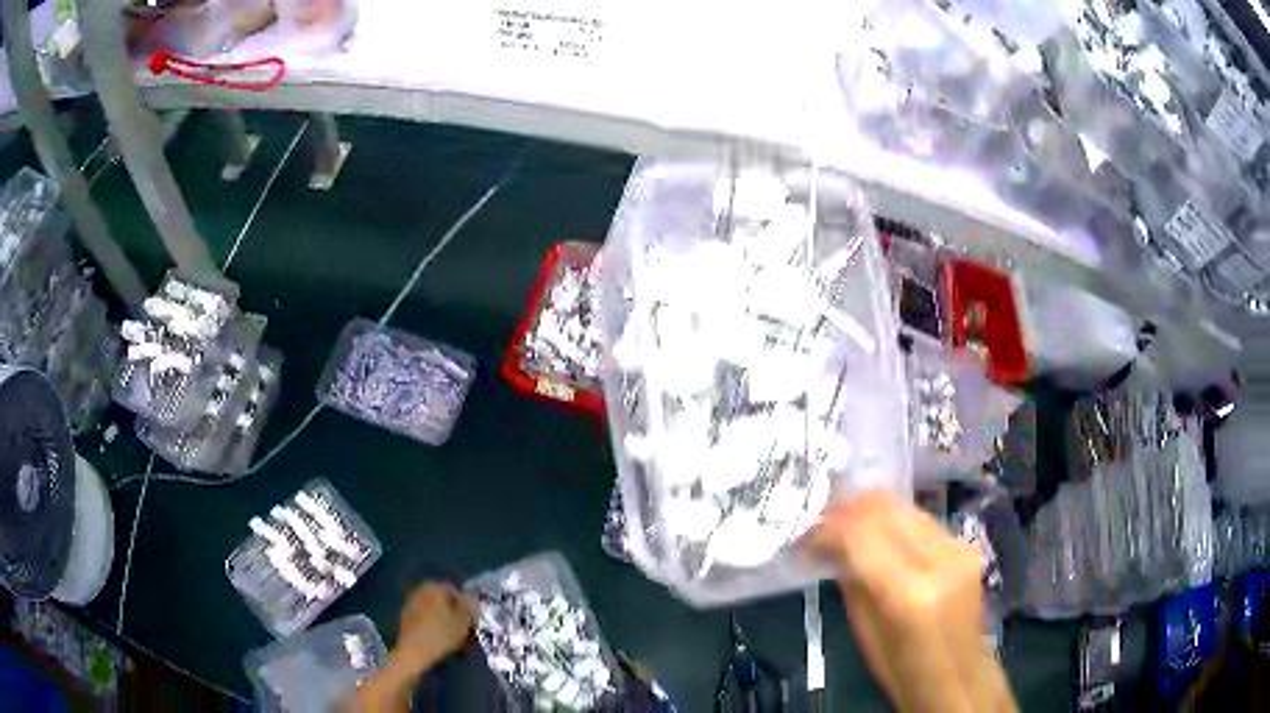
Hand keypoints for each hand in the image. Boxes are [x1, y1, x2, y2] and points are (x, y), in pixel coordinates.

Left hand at [352, 583, 476, 712]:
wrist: (413, 653)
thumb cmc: (441, 635)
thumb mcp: (464, 621)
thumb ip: (470, 605)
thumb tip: (472, 596)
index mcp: (434, 587)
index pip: (456, 590)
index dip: (468, 605)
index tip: (474, 620)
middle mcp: (421, 590)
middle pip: (445, 600)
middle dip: (456, 613)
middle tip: (466, 630)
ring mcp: (412, 604)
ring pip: (436, 611)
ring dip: (446, 621)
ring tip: (456, 639)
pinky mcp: (407, 618)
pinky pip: (427, 619)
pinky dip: (435, 627)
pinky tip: (442, 641)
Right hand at [805, 491, 1015, 712]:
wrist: (960, 678)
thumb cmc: (905, 672)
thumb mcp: (866, 635)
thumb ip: (852, 584)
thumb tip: (830, 547)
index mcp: (911, 593)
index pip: (861, 534)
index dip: (827, 527)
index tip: (804, 534)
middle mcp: (941, 559)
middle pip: (885, 507)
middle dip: (846, 508)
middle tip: (819, 522)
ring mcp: (959, 547)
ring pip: (904, 506)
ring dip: (869, 512)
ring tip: (843, 527)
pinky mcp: (966, 545)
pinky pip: (921, 520)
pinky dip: (892, 522)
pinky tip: (876, 537)